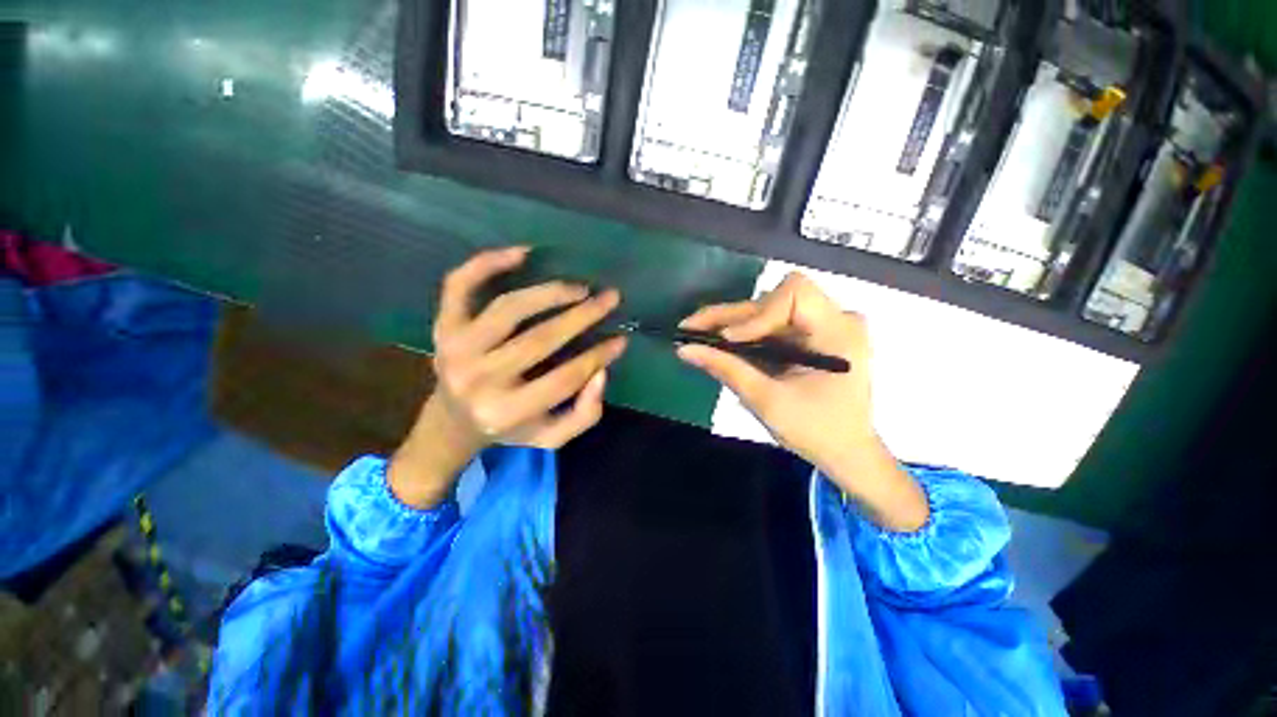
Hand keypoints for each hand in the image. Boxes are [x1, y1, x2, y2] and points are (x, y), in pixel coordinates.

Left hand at [390, 247, 627, 507]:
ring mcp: (455, 348)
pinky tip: (522, 253)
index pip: (566, 377)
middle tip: (610, 298)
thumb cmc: (509, 428)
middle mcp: (479, 379)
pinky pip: (459, 285)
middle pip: (541, 339)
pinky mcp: (443, 326)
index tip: (621, 339)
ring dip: (551, 292)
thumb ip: (584, 413)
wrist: (451, 422)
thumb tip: (601, 372)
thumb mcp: (551, 437)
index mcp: (508, 411)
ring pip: (510, 307)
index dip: (599, 356)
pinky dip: (488, 263)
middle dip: (583, 315)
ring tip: (579, 288)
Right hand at [678, 273, 927, 531]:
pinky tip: (719, 341)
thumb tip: (685, 349)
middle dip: (731, 316)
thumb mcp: (767, 401)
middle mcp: (836, 319)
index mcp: (839, 332)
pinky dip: (744, 333)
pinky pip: (772, 323)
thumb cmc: (815, 432)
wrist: (846, 453)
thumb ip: (727, 370)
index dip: (757, 312)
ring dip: (733, 323)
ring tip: (700, 335)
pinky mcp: (811, 335)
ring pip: (769, 309)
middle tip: (690, 328)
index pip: (795, 294)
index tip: (728, 339)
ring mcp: (824, 325)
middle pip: (775, 299)